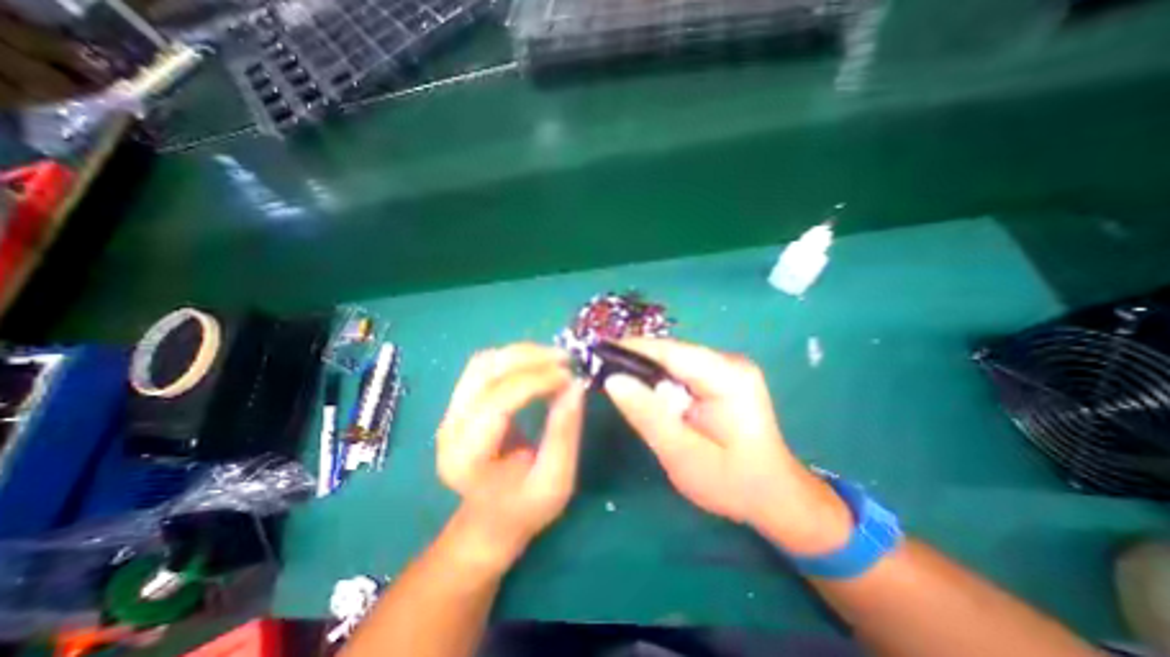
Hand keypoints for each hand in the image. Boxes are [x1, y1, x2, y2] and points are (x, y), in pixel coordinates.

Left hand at [435, 347, 589, 572]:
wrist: (489, 520)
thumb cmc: (524, 509)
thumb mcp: (555, 480)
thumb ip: (564, 433)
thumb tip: (576, 385)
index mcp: (467, 456)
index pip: (498, 400)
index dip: (536, 380)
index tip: (569, 376)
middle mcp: (450, 427)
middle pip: (485, 371)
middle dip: (529, 358)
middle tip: (566, 359)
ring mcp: (451, 412)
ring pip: (483, 362)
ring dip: (521, 353)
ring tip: (555, 359)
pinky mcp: (460, 404)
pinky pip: (485, 366)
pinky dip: (513, 358)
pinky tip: (537, 364)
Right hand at [604, 340, 851, 557]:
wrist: (773, 495)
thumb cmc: (733, 483)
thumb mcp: (683, 456)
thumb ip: (648, 416)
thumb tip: (613, 380)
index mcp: (728, 377)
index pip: (671, 351)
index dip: (632, 348)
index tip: (598, 352)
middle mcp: (729, 362)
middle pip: (671, 353)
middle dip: (636, 361)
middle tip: (601, 371)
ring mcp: (727, 367)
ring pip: (674, 360)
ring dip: (646, 371)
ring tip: (617, 381)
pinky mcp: (721, 376)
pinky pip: (681, 370)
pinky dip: (659, 379)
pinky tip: (645, 392)